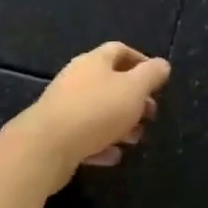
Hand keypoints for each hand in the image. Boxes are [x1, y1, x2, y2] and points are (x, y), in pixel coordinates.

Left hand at [0, 42, 170, 193]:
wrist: (44, 148)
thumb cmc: (96, 111)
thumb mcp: (134, 89)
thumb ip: (151, 75)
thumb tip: (162, 65)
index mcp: (94, 62)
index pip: (120, 50)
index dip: (141, 61)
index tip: (157, 80)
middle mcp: (76, 79)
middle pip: (110, 83)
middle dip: (134, 99)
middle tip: (150, 114)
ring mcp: (63, 107)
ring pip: (98, 111)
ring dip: (120, 124)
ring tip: (135, 139)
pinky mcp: (55, 135)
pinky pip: (84, 136)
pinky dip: (101, 144)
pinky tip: (113, 156)